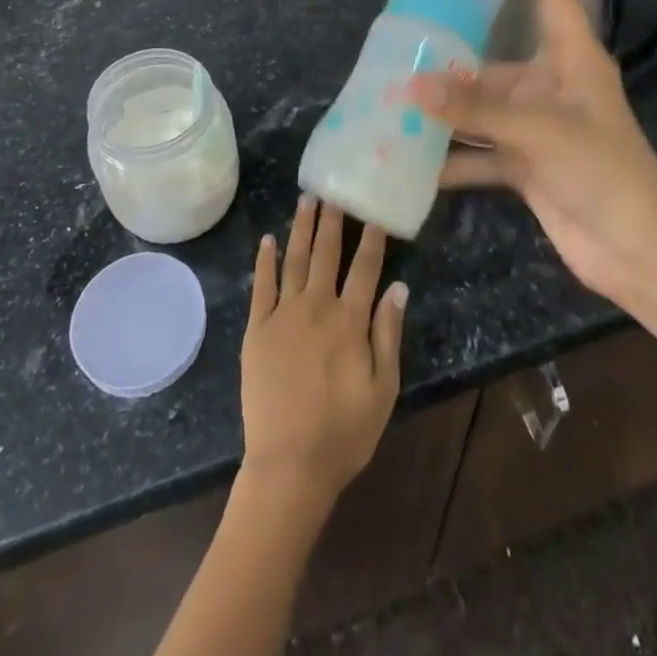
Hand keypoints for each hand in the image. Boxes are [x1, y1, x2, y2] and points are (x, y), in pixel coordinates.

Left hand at [239, 197, 406, 505]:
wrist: (289, 465)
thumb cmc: (344, 432)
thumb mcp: (383, 389)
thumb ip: (388, 334)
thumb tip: (398, 287)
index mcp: (350, 322)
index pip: (364, 268)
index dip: (371, 239)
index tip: (373, 212)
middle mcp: (316, 307)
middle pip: (326, 254)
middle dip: (332, 220)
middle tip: (333, 190)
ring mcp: (283, 315)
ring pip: (294, 260)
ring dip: (301, 228)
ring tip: (305, 199)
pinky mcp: (257, 329)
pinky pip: (262, 286)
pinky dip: (265, 260)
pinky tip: (268, 239)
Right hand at [409, 0, 656, 306]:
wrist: (638, 253)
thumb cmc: (604, 172)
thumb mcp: (540, 131)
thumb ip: (475, 109)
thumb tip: (410, 87)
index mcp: (572, 61)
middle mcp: (551, 87)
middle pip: (495, 61)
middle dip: (452, 59)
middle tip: (404, 43)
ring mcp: (537, 128)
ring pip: (481, 109)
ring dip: (445, 111)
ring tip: (394, 100)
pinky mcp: (526, 165)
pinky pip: (480, 153)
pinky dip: (451, 158)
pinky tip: (412, 160)